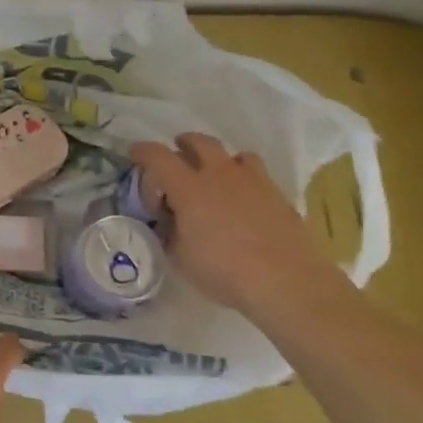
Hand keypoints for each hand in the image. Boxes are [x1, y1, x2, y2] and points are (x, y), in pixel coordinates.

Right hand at [129, 133, 335, 307]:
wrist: (287, 281)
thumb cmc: (224, 270)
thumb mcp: (180, 258)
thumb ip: (169, 234)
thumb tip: (169, 223)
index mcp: (188, 188)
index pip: (158, 156)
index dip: (143, 151)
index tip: (135, 154)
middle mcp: (219, 174)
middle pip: (198, 142)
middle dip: (183, 144)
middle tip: (178, 158)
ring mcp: (252, 181)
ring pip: (233, 154)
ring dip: (219, 160)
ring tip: (216, 177)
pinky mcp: (277, 194)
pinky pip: (257, 173)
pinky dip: (245, 179)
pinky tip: (245, 200)